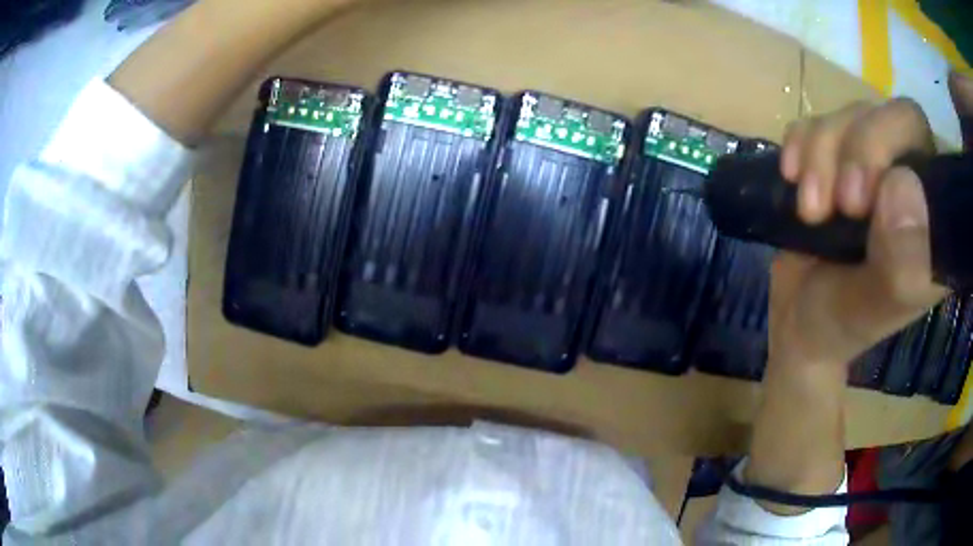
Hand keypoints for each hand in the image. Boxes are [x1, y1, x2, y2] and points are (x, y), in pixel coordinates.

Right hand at [768, 72, 972, 369]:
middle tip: (837, 203)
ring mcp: (874, 164)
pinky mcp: (838, 159)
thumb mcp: (872, 310)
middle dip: (856, 149)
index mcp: (934, 217)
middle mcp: (912, 179)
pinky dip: (799, 144)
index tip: (858, 205)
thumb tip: (902, 185)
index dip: (889, 148)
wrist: (799, 321)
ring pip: (852, 115)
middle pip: (891, 115)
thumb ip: (901, 263)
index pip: (924, 141)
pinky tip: (791, 178)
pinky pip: (817, 121)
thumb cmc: (842, 325)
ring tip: (808, 210)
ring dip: (821, 154)